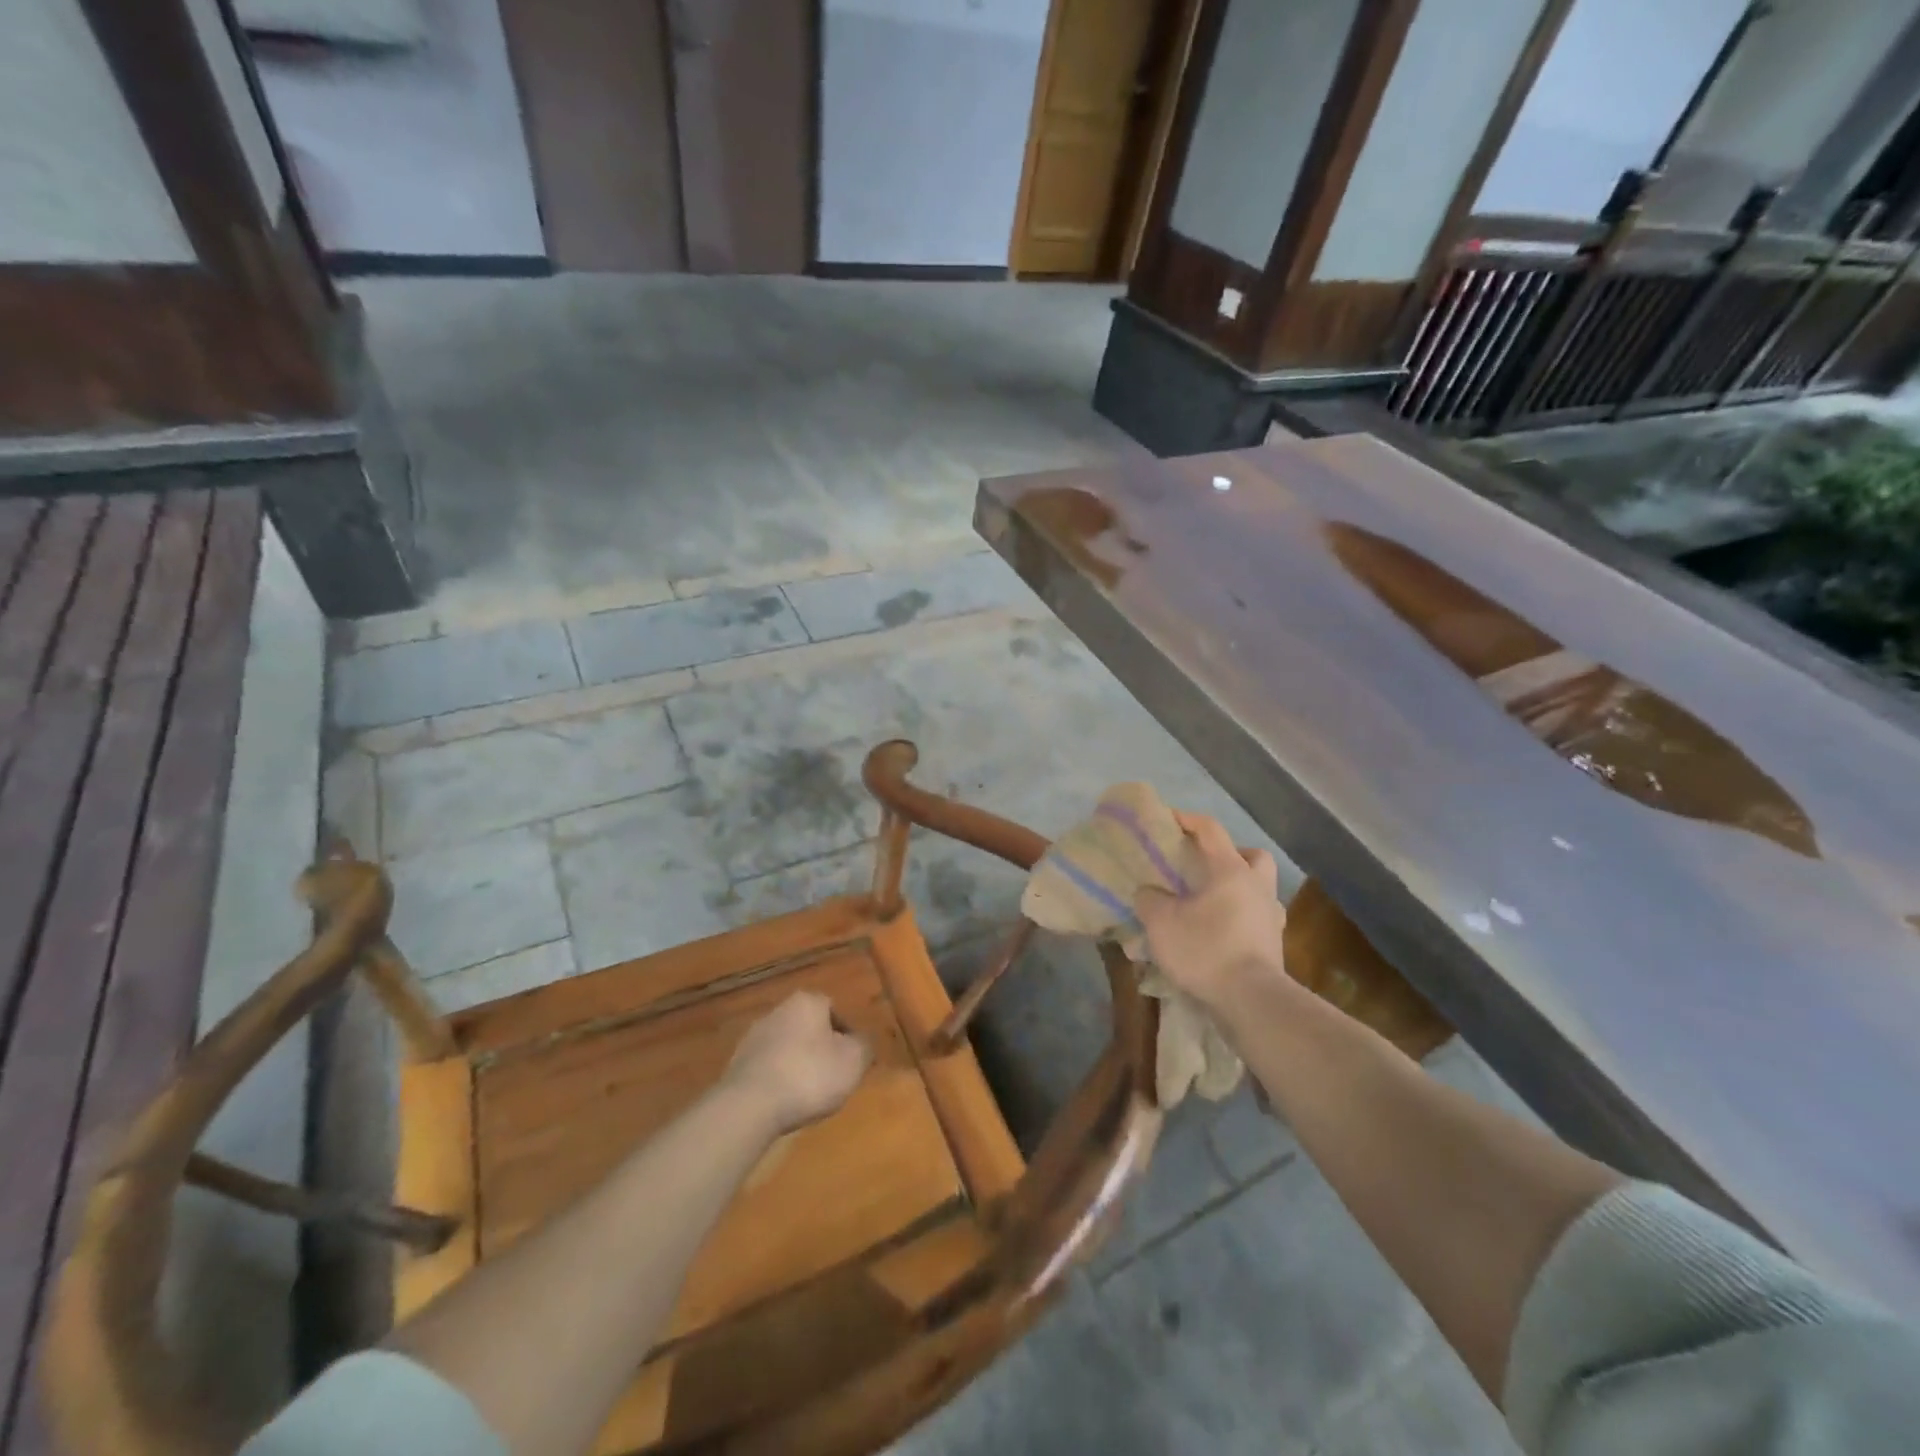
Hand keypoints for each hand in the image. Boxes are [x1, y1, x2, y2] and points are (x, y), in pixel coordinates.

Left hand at [722, 991, 870, 1135]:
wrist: (750, 1105)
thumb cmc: (809, 1075)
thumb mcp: (853, 1062)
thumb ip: (864, 1046)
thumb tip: (862, 1041)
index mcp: (808, 1001)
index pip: (835, 1010)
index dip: (847, 1035)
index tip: (851, 1060)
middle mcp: (779, 1009)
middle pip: (809, 1027)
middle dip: (821, 1048)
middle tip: (832, 1076)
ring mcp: (754, 1035)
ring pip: (787, 1046)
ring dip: (798, 1063)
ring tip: (807, 1093)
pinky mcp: (737, 1062)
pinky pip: (768, 1066)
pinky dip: (778, 1079)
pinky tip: (783, 1101)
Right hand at [1134, 812, 1290, 1015]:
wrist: (1251, 1000)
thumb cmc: (1205, 949)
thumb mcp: (1161, 922)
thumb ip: (1150, 900)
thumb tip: (1149, 893)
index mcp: (1230, 870)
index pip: (1210, 831)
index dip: (1188, 819)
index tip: (1168, 818)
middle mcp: (1257, 887)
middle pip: (1252, 856)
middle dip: (1232, 854)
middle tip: (1205, 866)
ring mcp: (1270, 917)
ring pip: (1259, 889)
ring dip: (1240, 888)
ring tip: (1211, 902)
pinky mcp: (1274, 945)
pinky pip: (1258, 919)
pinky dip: (1241, 918)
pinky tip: (1221, 931)